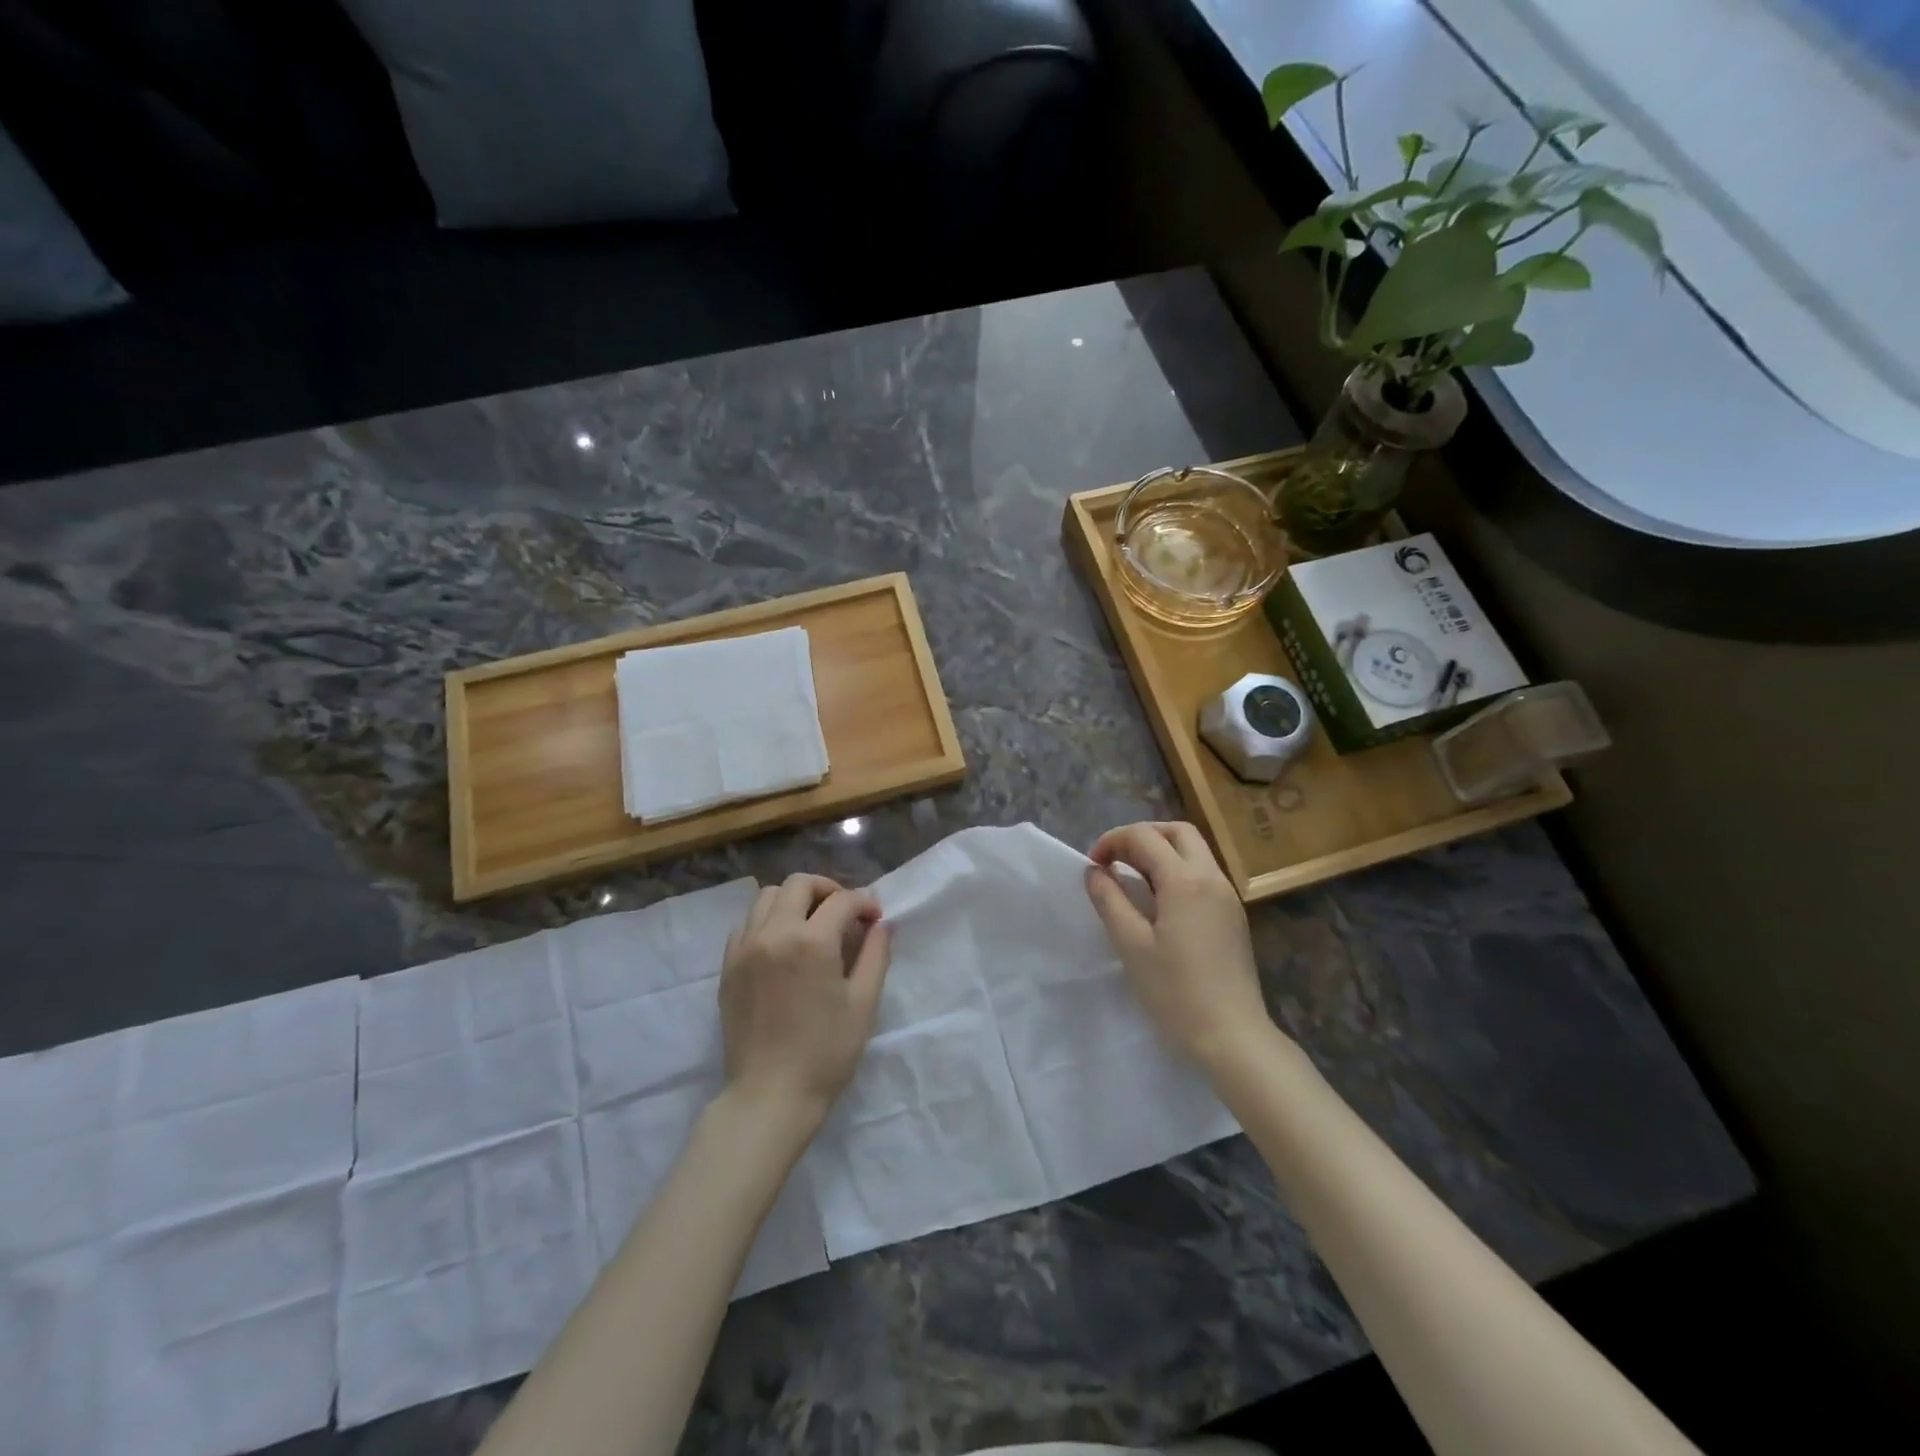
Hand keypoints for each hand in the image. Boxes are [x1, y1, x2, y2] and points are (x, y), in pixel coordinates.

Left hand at [718, 873, 890, 1128]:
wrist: (770, 1096)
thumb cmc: (825, 1053)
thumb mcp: (863, 1003)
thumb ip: (875, 955)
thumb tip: (880, 924)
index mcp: (811, 941)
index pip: (842, 900)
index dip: (864, 903)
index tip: (875, 919)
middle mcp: (774, 933)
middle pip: (799, 884)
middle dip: (828, 889)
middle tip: (844, 913)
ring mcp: (745, 947)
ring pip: (767, 897)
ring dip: (795, 900)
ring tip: (812, 924)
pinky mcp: (728, 966)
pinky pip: (746, 924)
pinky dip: (768, 921)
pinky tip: (783, 945)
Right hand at [1085, 821, 1276, 1068]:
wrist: (1232, 1036)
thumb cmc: (1175, 992)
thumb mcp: (1131, 945)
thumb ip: (1110, 900)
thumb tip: (1095, 872)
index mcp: (1185, 880)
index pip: (1145, 837)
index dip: (1113, 841)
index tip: (1092, 864)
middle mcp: (1211, 877)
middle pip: (1178, 831)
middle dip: (1143, 835)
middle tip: (1116, 859)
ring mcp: (1227, 896)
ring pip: (1195, 850)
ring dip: (1161, 851)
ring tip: (1132, 878)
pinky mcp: (1233, 915)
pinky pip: (1203, 874)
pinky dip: (1177, 870)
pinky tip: (1159, 900)